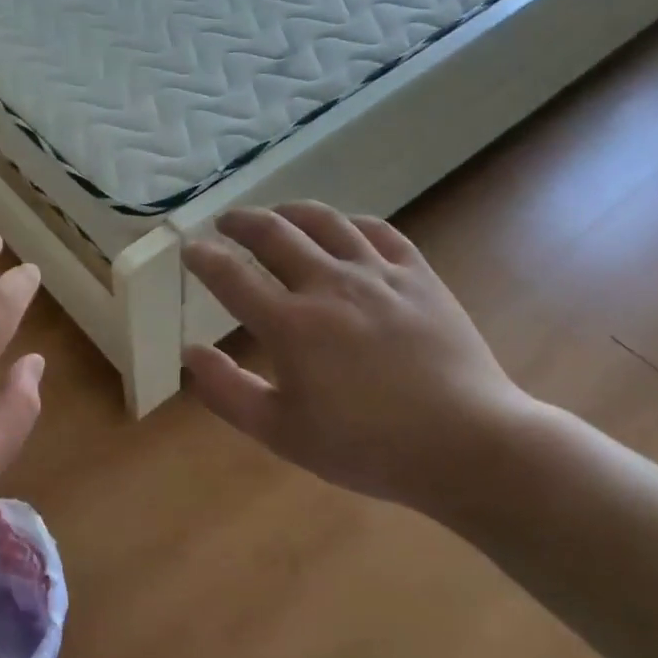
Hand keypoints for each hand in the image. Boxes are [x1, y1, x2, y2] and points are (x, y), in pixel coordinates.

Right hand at [182, 203, 533, 509]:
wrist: (468, 444)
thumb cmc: (368, 446)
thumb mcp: (282, 433)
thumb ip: (228, 391)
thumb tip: (191, 352)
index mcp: (290, 325)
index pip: (231, 276)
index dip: (203, 257)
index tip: (190, 249)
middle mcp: (328, 285)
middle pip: (273, 233)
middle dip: (240, 222)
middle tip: (225, 223)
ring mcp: (377, 274)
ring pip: (324, 221)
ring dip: (290, 211)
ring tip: (276, 214)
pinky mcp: (418, 275)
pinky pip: (378, 231)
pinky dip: (350, 222)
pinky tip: (343, 228)